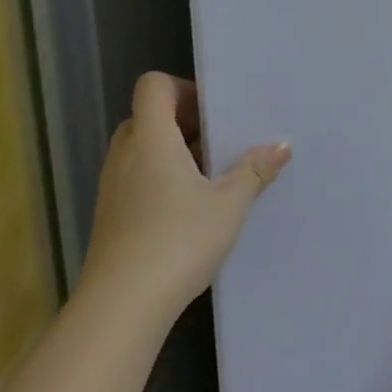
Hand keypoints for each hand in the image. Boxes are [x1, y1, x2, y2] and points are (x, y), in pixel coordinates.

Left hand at [81, 72, 289, 324]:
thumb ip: (255, 171)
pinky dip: (161, 175)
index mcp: (151, 140)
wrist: (122, 305)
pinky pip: (136, 175)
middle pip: (147, 116)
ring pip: (140, 148)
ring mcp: (113, 186)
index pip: (153, 86)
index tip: (214, 111)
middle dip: (183, 120)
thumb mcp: (229, 204)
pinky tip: (191, 204)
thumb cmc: (179, 240)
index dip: (183, 89)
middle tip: (219, 138)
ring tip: (211, 172)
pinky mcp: (111, 215)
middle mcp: (126, 155)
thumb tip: (281, 145)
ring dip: (173, 149)